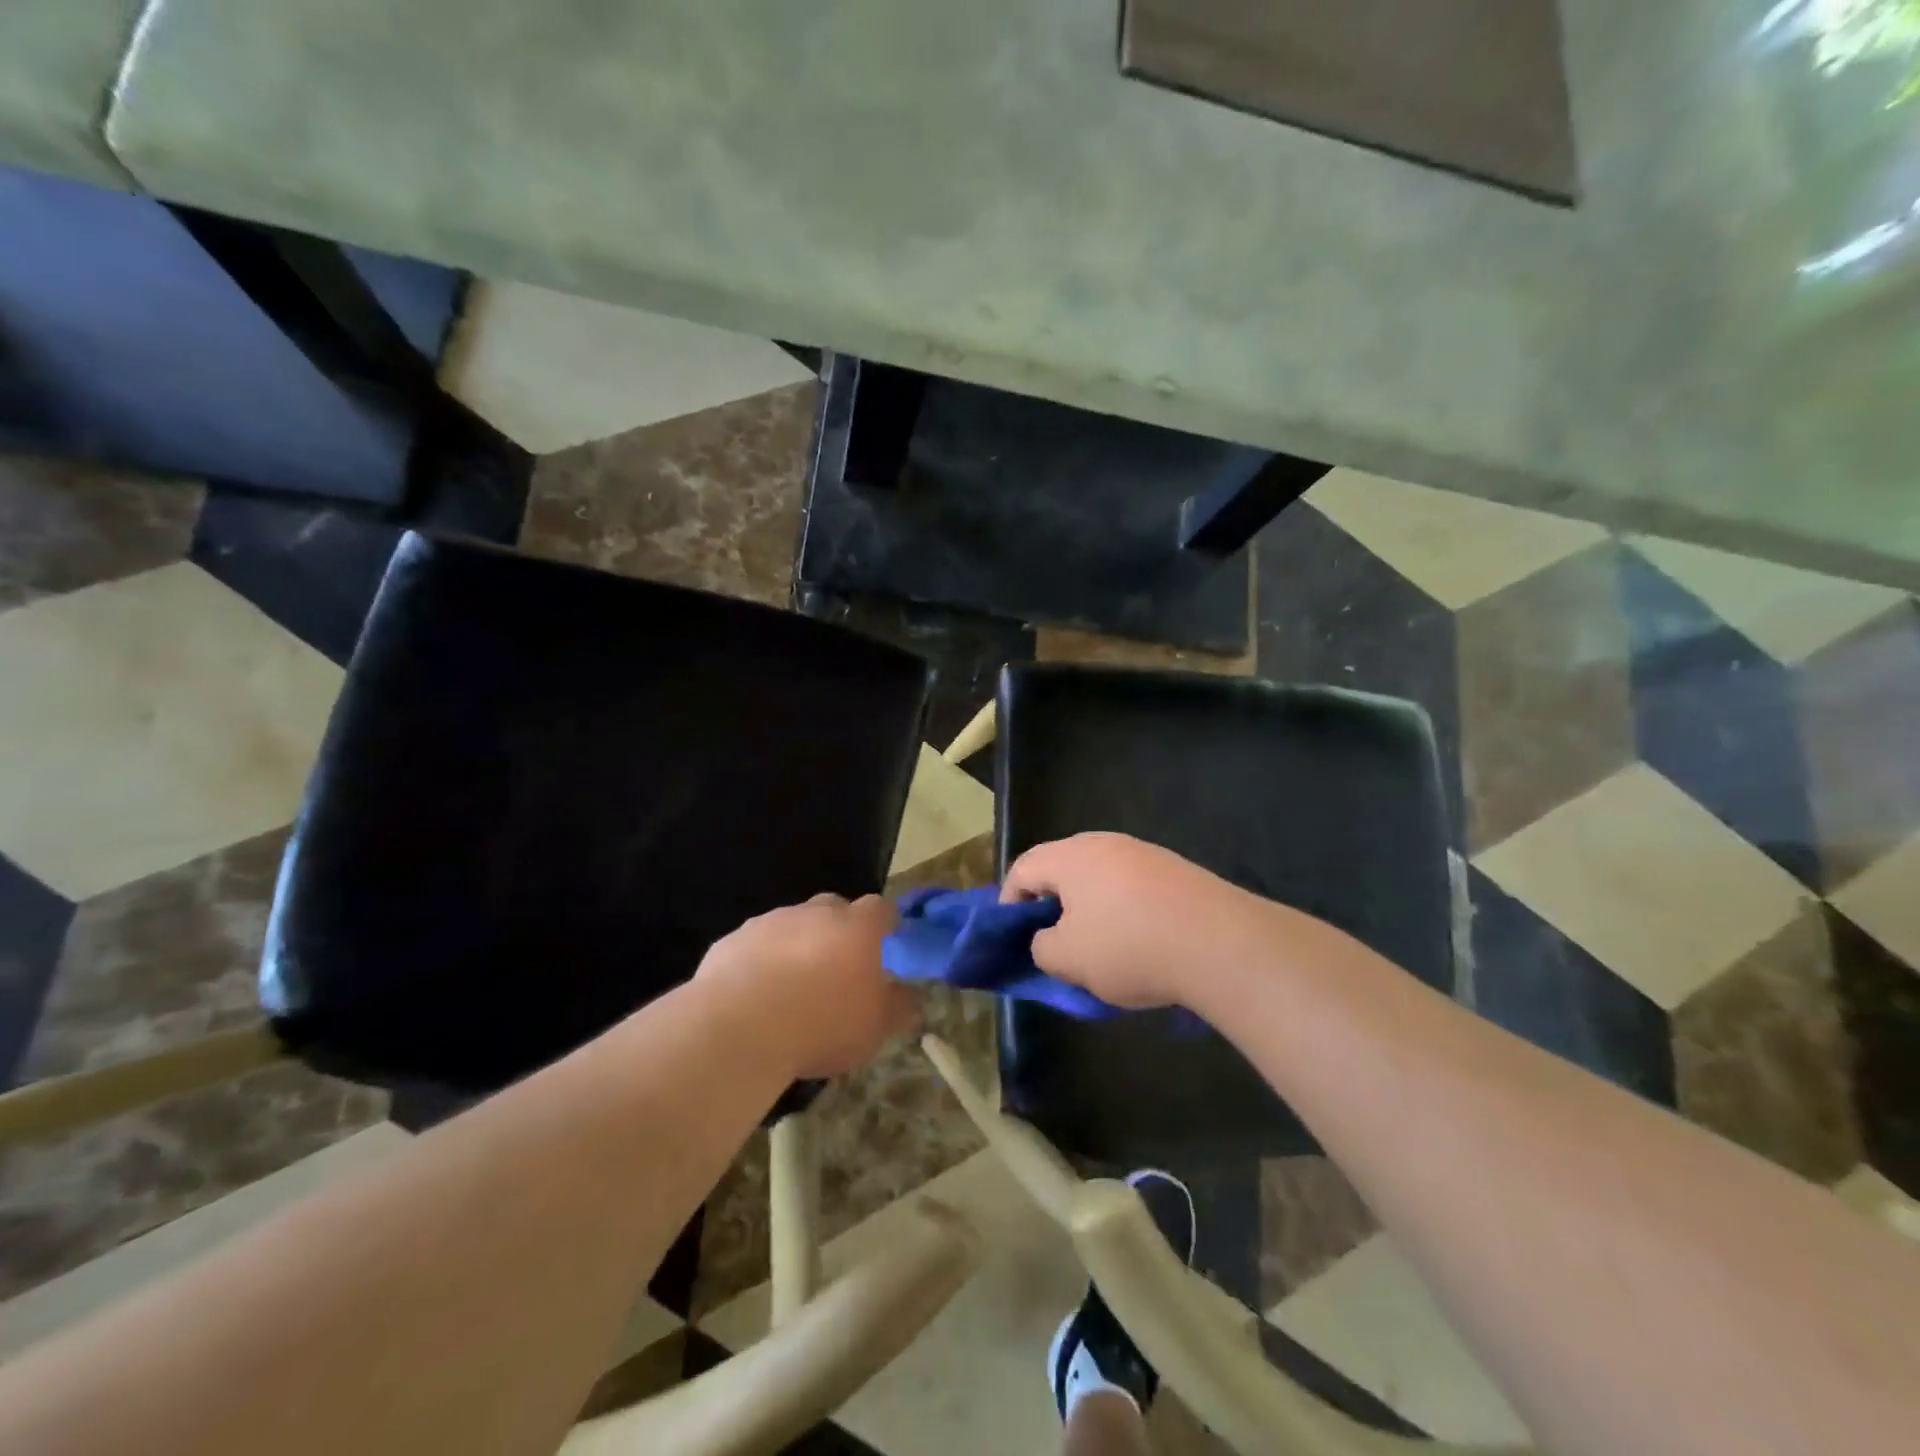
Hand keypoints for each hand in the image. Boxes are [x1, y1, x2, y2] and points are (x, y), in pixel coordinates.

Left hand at [696, 893, 915, 1079]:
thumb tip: (909, 993)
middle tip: (837, 968)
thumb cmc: (821, 1025)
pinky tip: (755, 995)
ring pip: (792, 924)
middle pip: (834, 908)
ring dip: (797, 945)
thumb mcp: (875, 1028)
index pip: (881, 908)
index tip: (885, 943)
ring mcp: (770, 921)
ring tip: (791, 987)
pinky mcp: (732, 939)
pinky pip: (755, 944)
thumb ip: (898, 1005)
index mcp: (857, 927)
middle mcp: (815, 913)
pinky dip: (760, 961)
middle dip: (839, 930)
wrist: (739, 1030)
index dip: (885, 923)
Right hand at [1001, 833, 1276, 1009]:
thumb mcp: (1068, 959)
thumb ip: (1041, 947)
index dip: (1010, 901)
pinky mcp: (1177, 870)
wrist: (1222, 944)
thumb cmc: (1130, 947)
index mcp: (1072, 856)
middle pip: (1063, 867)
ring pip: (1100, 878)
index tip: (1015, 935)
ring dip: (1089, 908)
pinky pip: (1133, 887)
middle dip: (1051, 904)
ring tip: (1097, 948)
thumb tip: (1047, 939)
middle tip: (1053, 941)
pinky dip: (1124, 911)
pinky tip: (1139, 944)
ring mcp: (1145, 854)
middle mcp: (1106, 844)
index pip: (1024, 867)